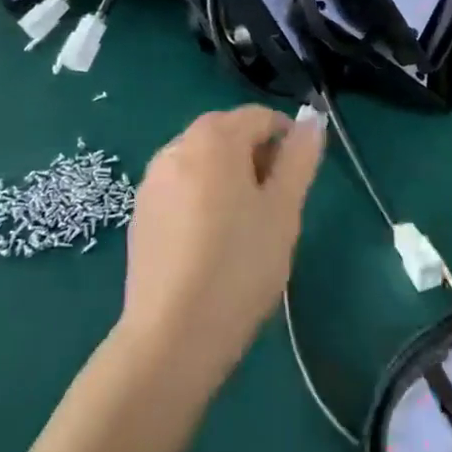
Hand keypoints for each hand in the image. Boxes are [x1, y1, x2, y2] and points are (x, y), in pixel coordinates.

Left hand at [116, 106, 324, 397]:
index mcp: (213, 138)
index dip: (285, 139)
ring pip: (201, 161)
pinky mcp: (139, 212)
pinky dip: (200, 198)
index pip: (258, 117)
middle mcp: (176, 146)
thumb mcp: (283, 210)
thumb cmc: (239, 265)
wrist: (172, 335)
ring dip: (227, 177)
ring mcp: (152, 179)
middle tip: (274, 205)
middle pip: (226, 134)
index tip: (296, 181)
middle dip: (255, 157)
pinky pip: (179, 187)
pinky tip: (209, 243)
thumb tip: (312, 119)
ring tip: (244, 226)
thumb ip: (299, 158)